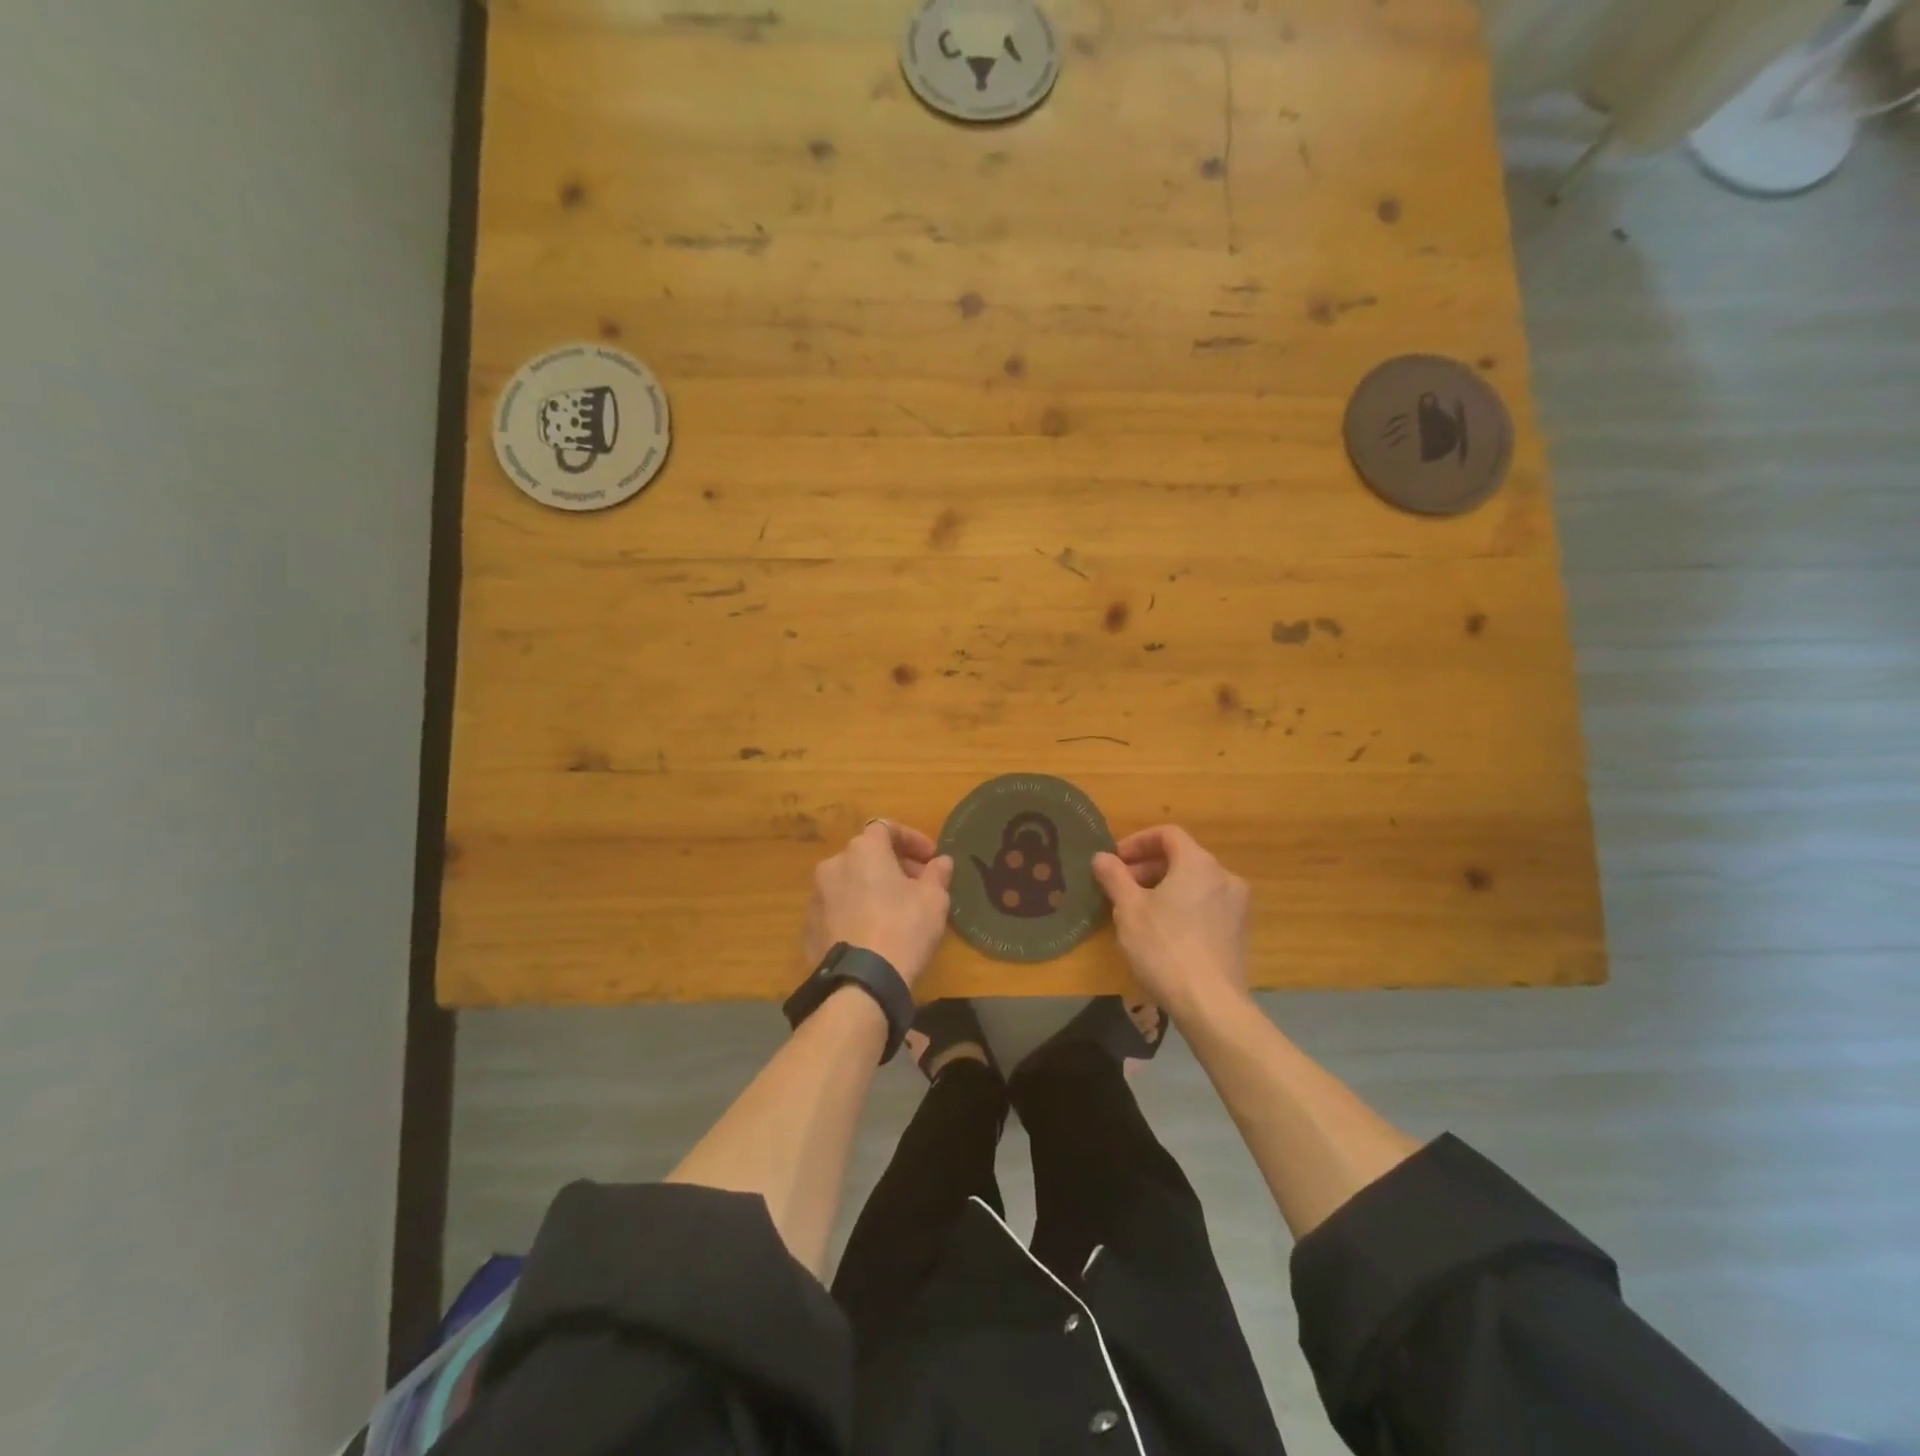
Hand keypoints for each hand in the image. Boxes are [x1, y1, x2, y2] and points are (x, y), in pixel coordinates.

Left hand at [803, 821, 953, 988]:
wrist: (860, 982)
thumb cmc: (903, 927)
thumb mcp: (934, 899)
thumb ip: (937, 874)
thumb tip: (941, 861)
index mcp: (863, 850)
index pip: (887, 828)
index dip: (912, 839)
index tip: (931, 859)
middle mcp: (833, 865)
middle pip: (867, 855)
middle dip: (894, 865)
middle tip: (918, 886)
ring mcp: (817, 897)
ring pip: (850, 882)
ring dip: (873, 889)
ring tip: (896, 912)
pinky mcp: (809, 928)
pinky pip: (838, 910)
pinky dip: (856, 912)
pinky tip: (874, 934)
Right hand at [1092, 826, 1250, 1019]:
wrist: (1210, 1003)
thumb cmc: (1164, 947)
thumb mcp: (1128, 909)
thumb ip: (1114, 876)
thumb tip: (1102, 857)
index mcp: (1198, 863)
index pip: (1168, 834)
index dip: (1138, 842)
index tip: (1115, 861)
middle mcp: (1224, 877)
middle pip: (1182, 858)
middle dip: (1148, 867)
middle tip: (1121, 887)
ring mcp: (1237, 906)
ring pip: (1195, 883)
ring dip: (1165, 887)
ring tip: (1139, 911)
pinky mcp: (1240, 933)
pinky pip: (1206, 905)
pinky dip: (1183, 906)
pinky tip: (1163, 932)